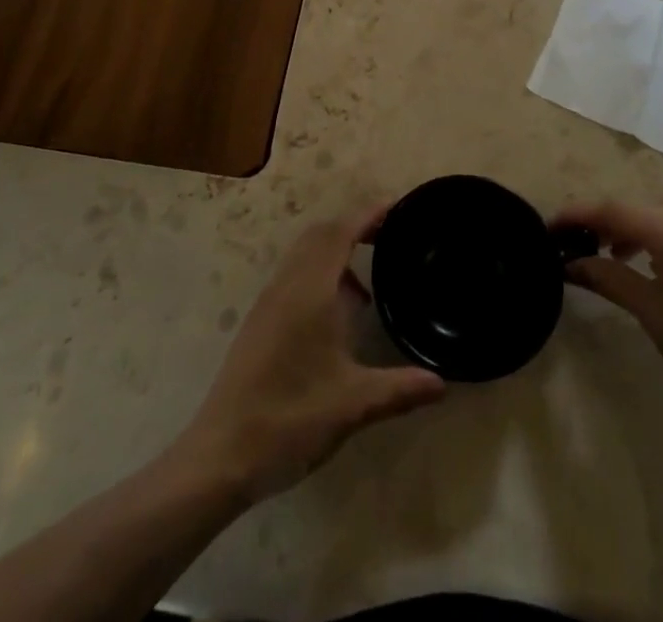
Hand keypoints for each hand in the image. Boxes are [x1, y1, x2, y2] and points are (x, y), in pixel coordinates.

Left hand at [177, 201, 445, 502]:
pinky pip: (294, 275)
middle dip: (354, 226)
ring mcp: (269, 302)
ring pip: (304, 254)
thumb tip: (442, 383)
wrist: (220, 455)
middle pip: (321, 234)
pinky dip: (320, 273)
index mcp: (310, 291)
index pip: (340, 232)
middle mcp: (287, 285)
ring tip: (368, 282)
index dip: (369, 214)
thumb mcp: (352, 405)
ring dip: (335, 251)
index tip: (398, 207)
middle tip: (389, 237)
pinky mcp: (260, 321)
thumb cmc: (289, 420)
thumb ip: (399, 389)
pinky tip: (336, 314)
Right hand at [556, 200, 662, 437]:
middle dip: (605, 222)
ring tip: (615, 255)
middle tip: (579, 245)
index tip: (549, 227)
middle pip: (638, 208)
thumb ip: (607, 276)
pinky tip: (656, 266)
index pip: (613, 211)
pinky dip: (662, 237)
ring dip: (634, 229)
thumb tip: (569, 263)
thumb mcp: (649, 311)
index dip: (577, 216)